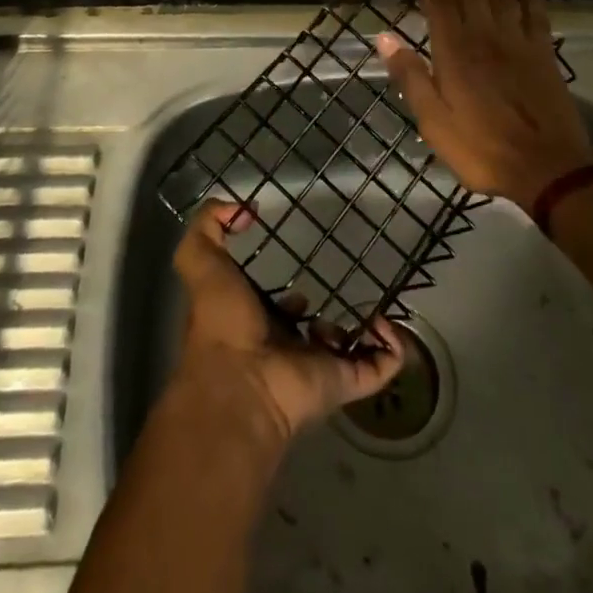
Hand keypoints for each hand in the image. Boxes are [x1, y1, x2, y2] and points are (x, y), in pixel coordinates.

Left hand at [172, 201, 406, 444]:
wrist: (241, 383)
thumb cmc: (221, 320)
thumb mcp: (200, 260)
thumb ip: (208, 226)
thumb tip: (241, 209)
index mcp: (253, 322)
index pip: (275, 309)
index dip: (286, 296)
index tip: (300, 274)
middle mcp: (285, 346)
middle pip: (312, 331)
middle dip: (326, 315)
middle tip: (346, 287)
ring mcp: (317, 366)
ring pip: (348, 349)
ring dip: (363, 331)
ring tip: (374, 307)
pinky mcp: (344, 381)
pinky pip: (378, 367)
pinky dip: (392, 349)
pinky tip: (388, 322)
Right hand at [376, 0, 592, 212]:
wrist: (546, 169)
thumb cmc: (481, 148)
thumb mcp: (433, 121)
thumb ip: (410, 77)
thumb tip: (384, 37)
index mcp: (454, 54)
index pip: (439, 6)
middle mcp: (484, 39)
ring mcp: (517, 44)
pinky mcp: (543, 55)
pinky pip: (537, 15)